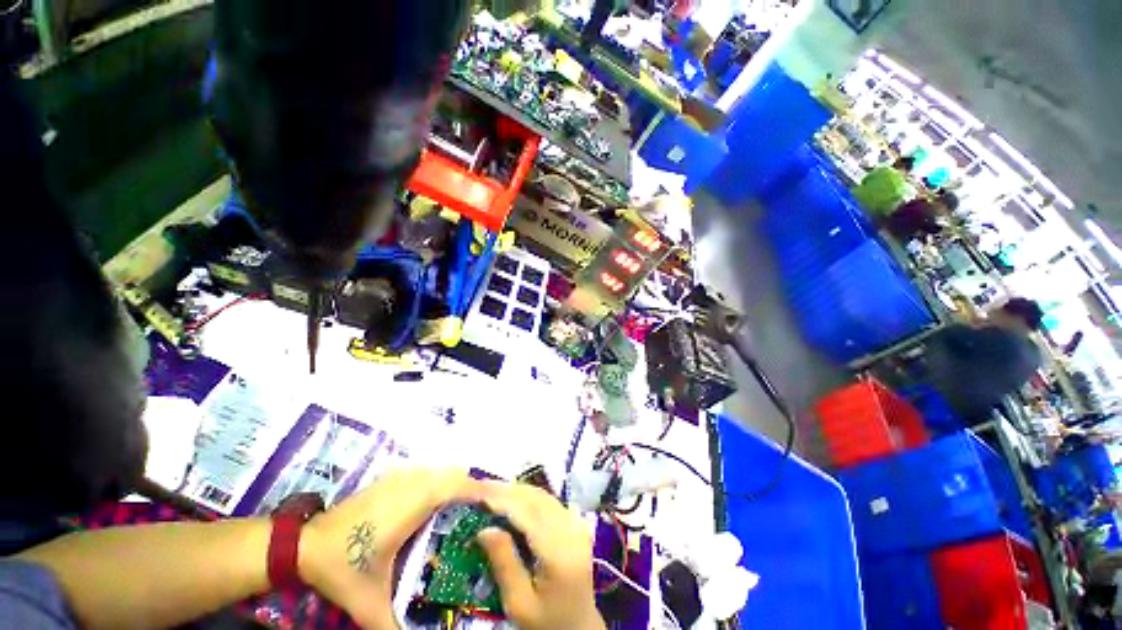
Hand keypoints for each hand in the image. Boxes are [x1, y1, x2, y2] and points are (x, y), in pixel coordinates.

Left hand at [298, 468, 480, 628]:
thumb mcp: (368, 602)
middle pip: (455, 473)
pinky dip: (440, 482)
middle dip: (473, 488)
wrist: (304, 544)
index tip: (497, 503)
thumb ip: (391, 626)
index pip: (458, 485)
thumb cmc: (342, 566)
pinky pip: (427, 472)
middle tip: (483, 512)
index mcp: (413, 505)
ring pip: (441, 470)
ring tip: (466, 508)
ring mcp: (400, 478)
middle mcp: (412, 485)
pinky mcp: (391, 479)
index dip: (480, 490)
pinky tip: (438, 505)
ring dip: (457, 484)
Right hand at [477, 483, 605, 629]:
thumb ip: (504, 563)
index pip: (527, 513)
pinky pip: (549, 501)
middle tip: (479, 486)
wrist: (579, 627)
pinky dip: (528, 496)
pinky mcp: (575, 522)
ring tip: (491, 489)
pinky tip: (512, 497)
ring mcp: (576, 523)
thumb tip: (484, 528)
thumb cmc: (546, 621)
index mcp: (559, 551)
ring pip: (542, 495)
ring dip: (516, 490)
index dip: (502, 499)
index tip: (476, 492)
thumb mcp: (519, 604)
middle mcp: (571, 529)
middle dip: (506, 490)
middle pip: (536, 499)